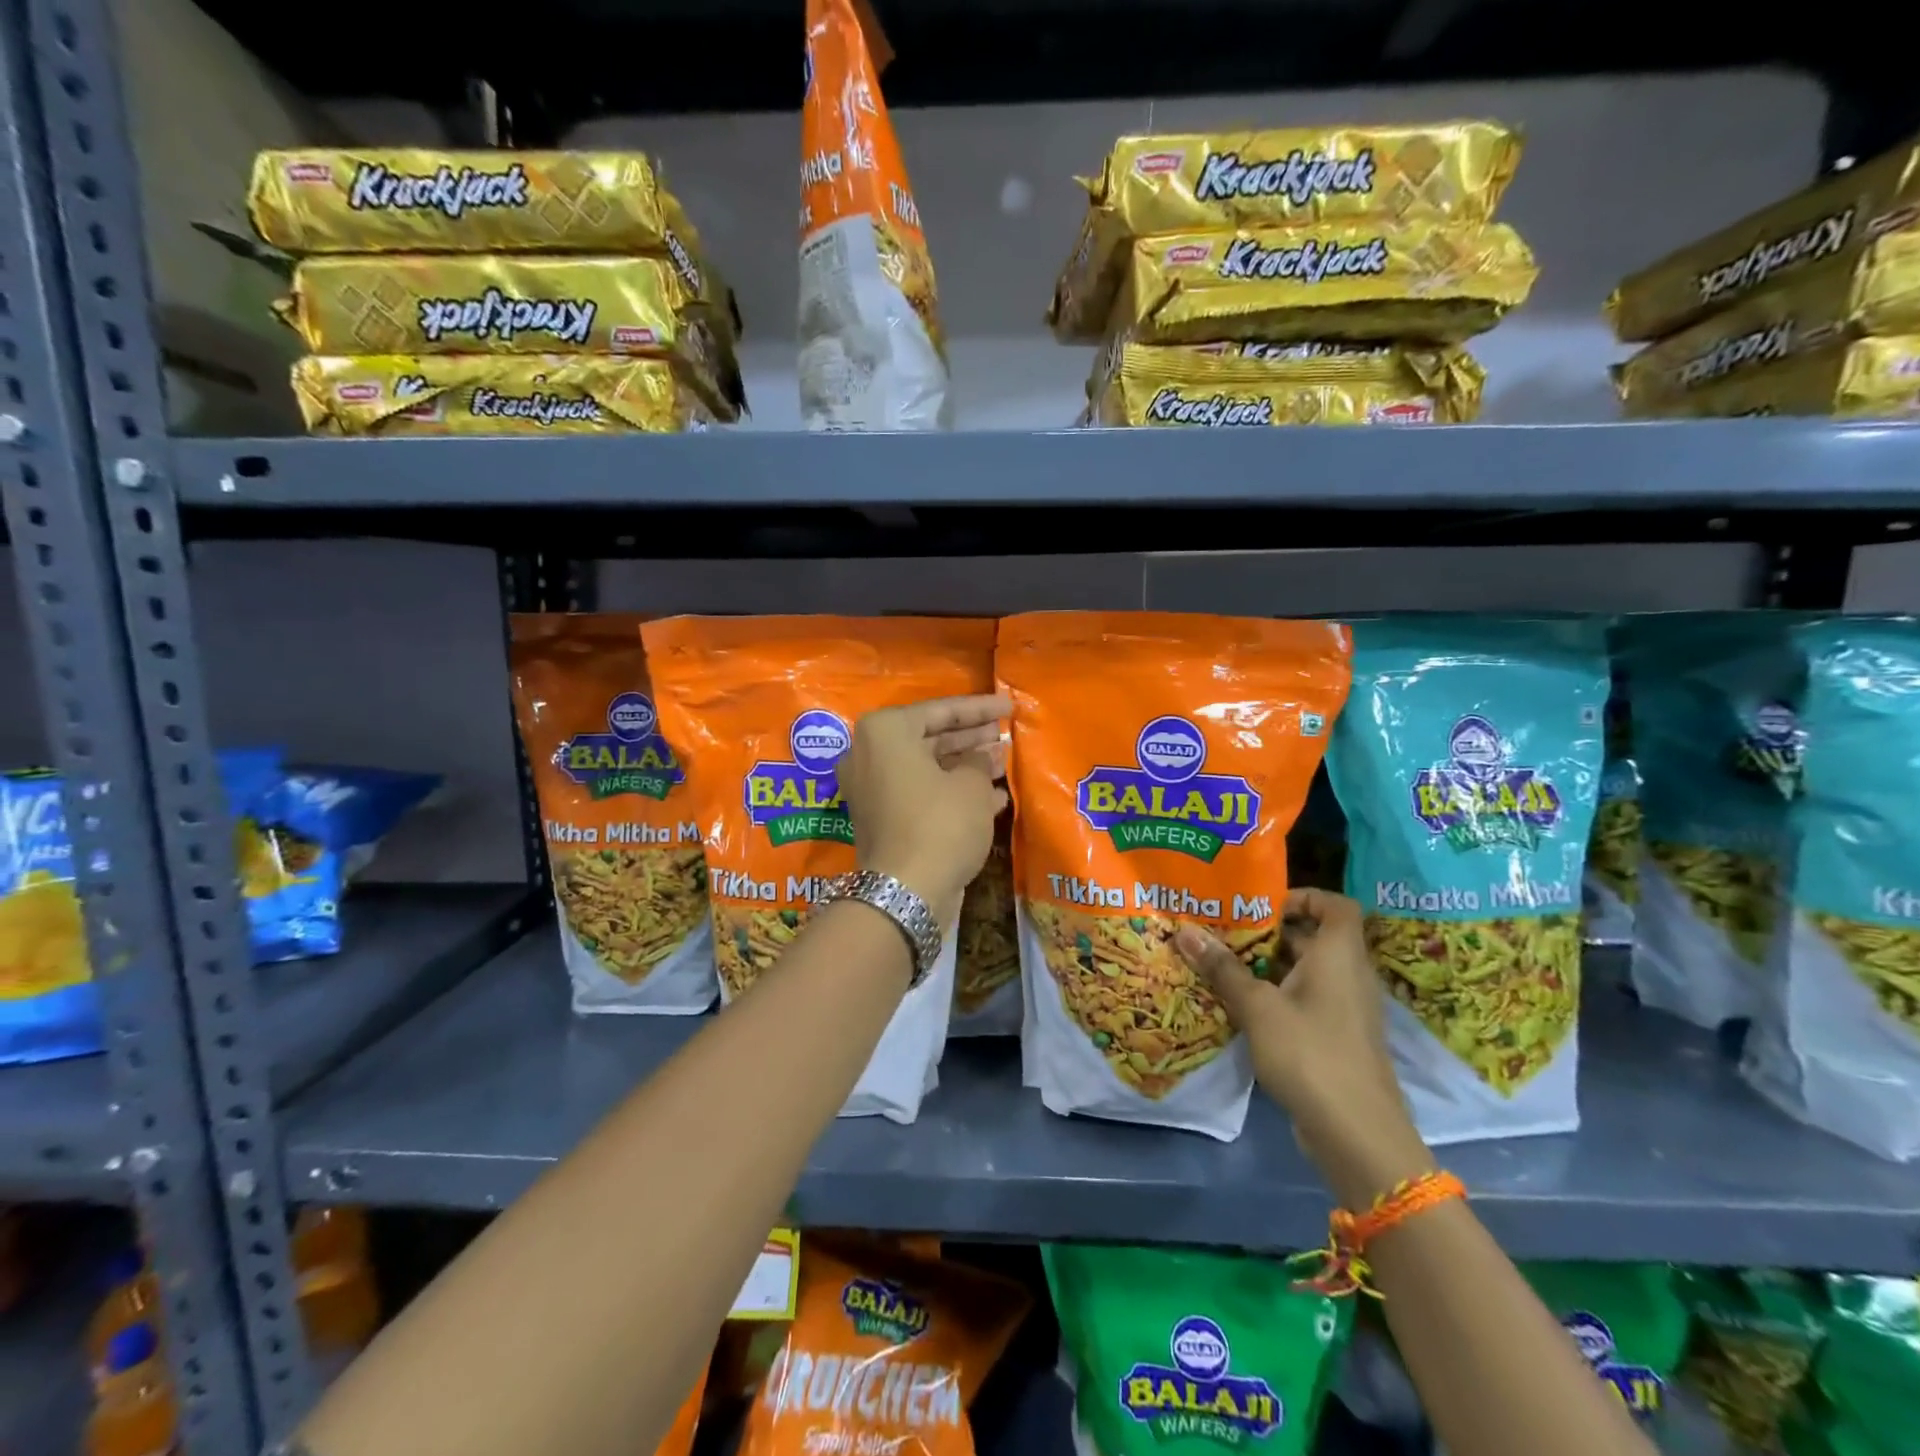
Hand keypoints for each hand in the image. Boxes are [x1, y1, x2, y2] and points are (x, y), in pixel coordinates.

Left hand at [839, 695, 1009, 926]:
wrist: (905, 892)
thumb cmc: (941, 824)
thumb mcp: (971, 786)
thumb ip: (979, 761)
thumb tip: (982, 758)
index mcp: (885, 731)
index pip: (940, 710)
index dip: (980, 709)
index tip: (1009, 706)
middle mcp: (869, 753)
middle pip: (930, 737)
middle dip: (971, 738)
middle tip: (1004, 734)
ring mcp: (872, 788)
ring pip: (927, 767)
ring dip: (965, 766)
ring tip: (1004, 763)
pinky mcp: (881, 818)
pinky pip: (920, 793)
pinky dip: (952, 792)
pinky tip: (994, 798)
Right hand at [1175, 889, 1431, 1207]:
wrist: (1358, 1136)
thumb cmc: (1311, 1054)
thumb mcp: (1258, 1007)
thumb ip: (1223, 968)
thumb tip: (1185, 931)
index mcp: (1339, 955)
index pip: (1335, 904)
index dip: (1302, 896)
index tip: (1259, 906)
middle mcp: (1348, 975)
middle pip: (1312, 936)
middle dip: (1267, 931)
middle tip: (1222, 930)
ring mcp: (1344, 1009)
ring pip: (1305, 971)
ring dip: (1266, 966)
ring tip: (1220, 963)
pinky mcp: (1336, 1038)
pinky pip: (1305, 1000)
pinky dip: (1275, 995)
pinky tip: (1238, 1005)